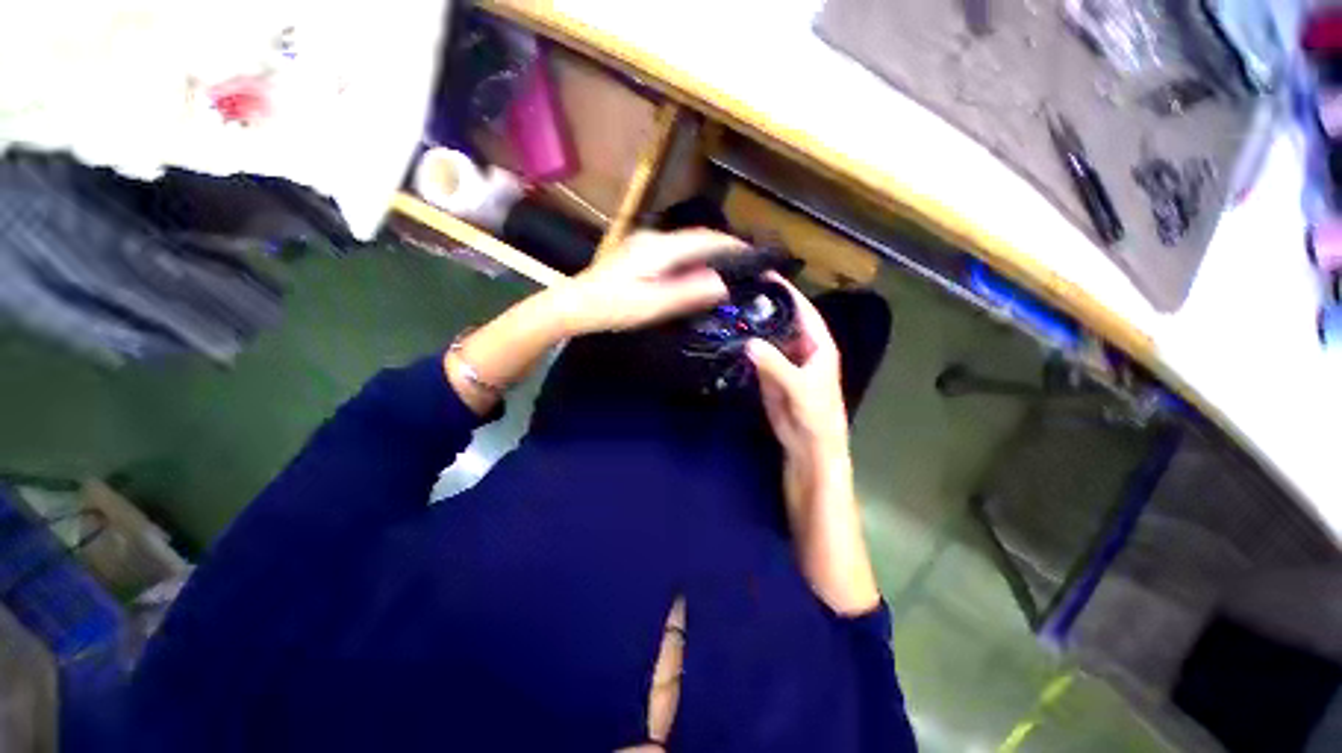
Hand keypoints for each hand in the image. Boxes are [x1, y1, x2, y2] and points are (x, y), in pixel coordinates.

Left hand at [555, 229, 745, 335]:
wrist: (573, 306)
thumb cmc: (612, 307)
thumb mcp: (652, 305)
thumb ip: (687, 293)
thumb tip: (723, 284)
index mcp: (659, 248)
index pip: (704, 239)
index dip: (731, 245)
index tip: (754, 254)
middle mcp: (653, 239)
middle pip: (696, 238)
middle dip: (723, 248)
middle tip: (745, 266)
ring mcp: (643, 245)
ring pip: (685, 245)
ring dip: (708, 254)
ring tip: (727, 270)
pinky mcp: (638, 255)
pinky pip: (675, 253)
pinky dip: (692, 261)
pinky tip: (695, 275)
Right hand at [745, 275, 848, 468]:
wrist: (807, 446)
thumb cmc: (816, 416)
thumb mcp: (799, 387)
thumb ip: (775, 364)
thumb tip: (749, 342)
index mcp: (819, 345)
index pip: (804, 311)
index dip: (788, 293)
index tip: (766, 274)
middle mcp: (801, 347)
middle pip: (783, 320)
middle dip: (765, 305)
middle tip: (740, 288)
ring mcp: (783, 360)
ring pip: (768, 336)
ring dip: (753, 325)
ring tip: (731, 307)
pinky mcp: (770, 374)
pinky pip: (757, 355)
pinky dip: (746, 345)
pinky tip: (731, 335)